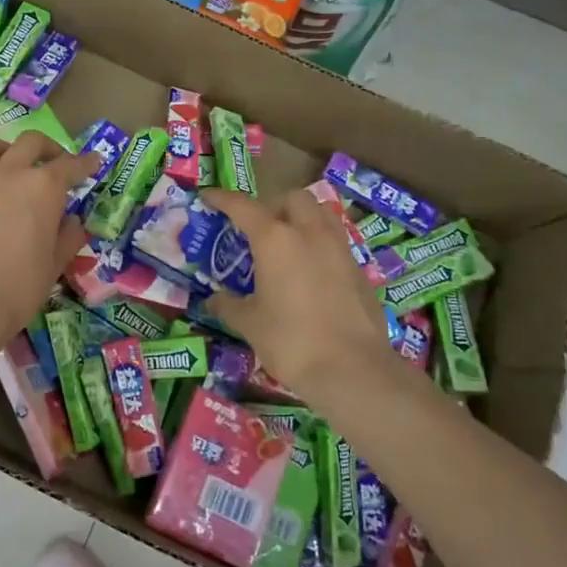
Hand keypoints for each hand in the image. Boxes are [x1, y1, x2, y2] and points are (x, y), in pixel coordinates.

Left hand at [0, 132, 93, 360]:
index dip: (85, 163)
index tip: (94, 161)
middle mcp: (9, 174)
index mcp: (42, 188)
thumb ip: (68, 237)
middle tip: (56, 162)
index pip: (70, 165)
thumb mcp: (54, 265)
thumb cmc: (19, 288)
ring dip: (4, 148)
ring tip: (11, 163)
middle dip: (48, 148)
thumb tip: (73, 222)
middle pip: (30, 143)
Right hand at [202, 187, 407, 408]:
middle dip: (272, 205)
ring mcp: (340, 250)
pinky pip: (335, 242)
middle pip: (293, 198)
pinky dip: (319, 245)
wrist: (354, 370)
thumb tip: (214, 299)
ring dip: (301, 218)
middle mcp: (310, 233)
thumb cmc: (291, 341)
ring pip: (321, 214)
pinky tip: (310, 273)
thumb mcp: (250, 324)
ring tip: (287, 244)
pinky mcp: (359, 270)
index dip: (222, 198)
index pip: (243, 206)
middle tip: (257, 229)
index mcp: (276, 239)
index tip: (208, 196)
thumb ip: (229, 305)